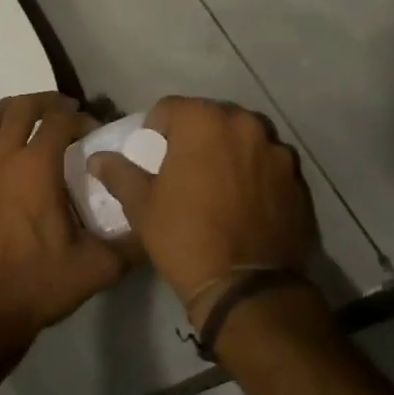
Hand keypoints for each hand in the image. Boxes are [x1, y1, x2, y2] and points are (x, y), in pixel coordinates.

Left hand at [0, 92, 134, 360]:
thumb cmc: (40, 285)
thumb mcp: (98, 267)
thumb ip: (133, 243)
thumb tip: (155, 222)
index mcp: (36, 168)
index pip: (59, 120)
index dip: (79, 118)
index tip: (92, 130)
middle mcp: (1, 158)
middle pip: (21, 108)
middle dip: (46, 102)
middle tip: (64, 110)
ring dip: (9, 109)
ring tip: (26, 116)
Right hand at [88, 97, 316, 313]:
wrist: (247, 287)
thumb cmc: (185, 236)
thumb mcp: (142, 206)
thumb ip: (119, 173)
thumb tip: (96, 158)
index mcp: (204, 121)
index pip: (170, 107)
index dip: (156, 130)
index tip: (154, 157)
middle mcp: (244, 124)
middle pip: (211, 118)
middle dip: (196, 136)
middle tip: (185, 169)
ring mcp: (276, 150)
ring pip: (243, 138)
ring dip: (229, 151)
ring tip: (219, 185)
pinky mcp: (297, 178)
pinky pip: (268, 164)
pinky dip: (256, 173)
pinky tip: (246, 203)